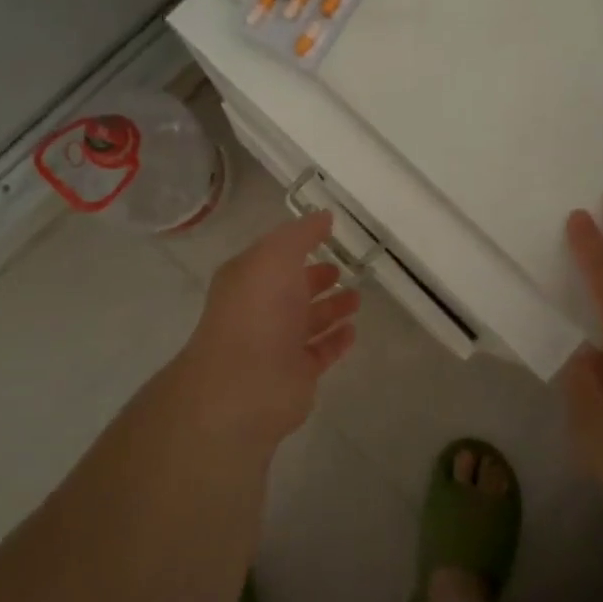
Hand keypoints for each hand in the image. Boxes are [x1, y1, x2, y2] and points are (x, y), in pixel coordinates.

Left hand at [175, 209, 360, 449]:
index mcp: (248, 278)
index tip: (328, 233)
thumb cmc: (258, 310)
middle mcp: (259, 309)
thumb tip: (323, 217)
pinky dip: (335, 340)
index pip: (275, 256)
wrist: (245, 385)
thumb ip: (301, 234)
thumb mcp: (276, 255)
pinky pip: (320, 352)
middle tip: (343, 268)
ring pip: (307, 321)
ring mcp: (276, 344)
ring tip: (357, 298)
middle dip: (315, 278)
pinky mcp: (295, 375)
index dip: (298, 243)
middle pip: (291, 289)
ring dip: (331, 308)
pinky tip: (353, 331)